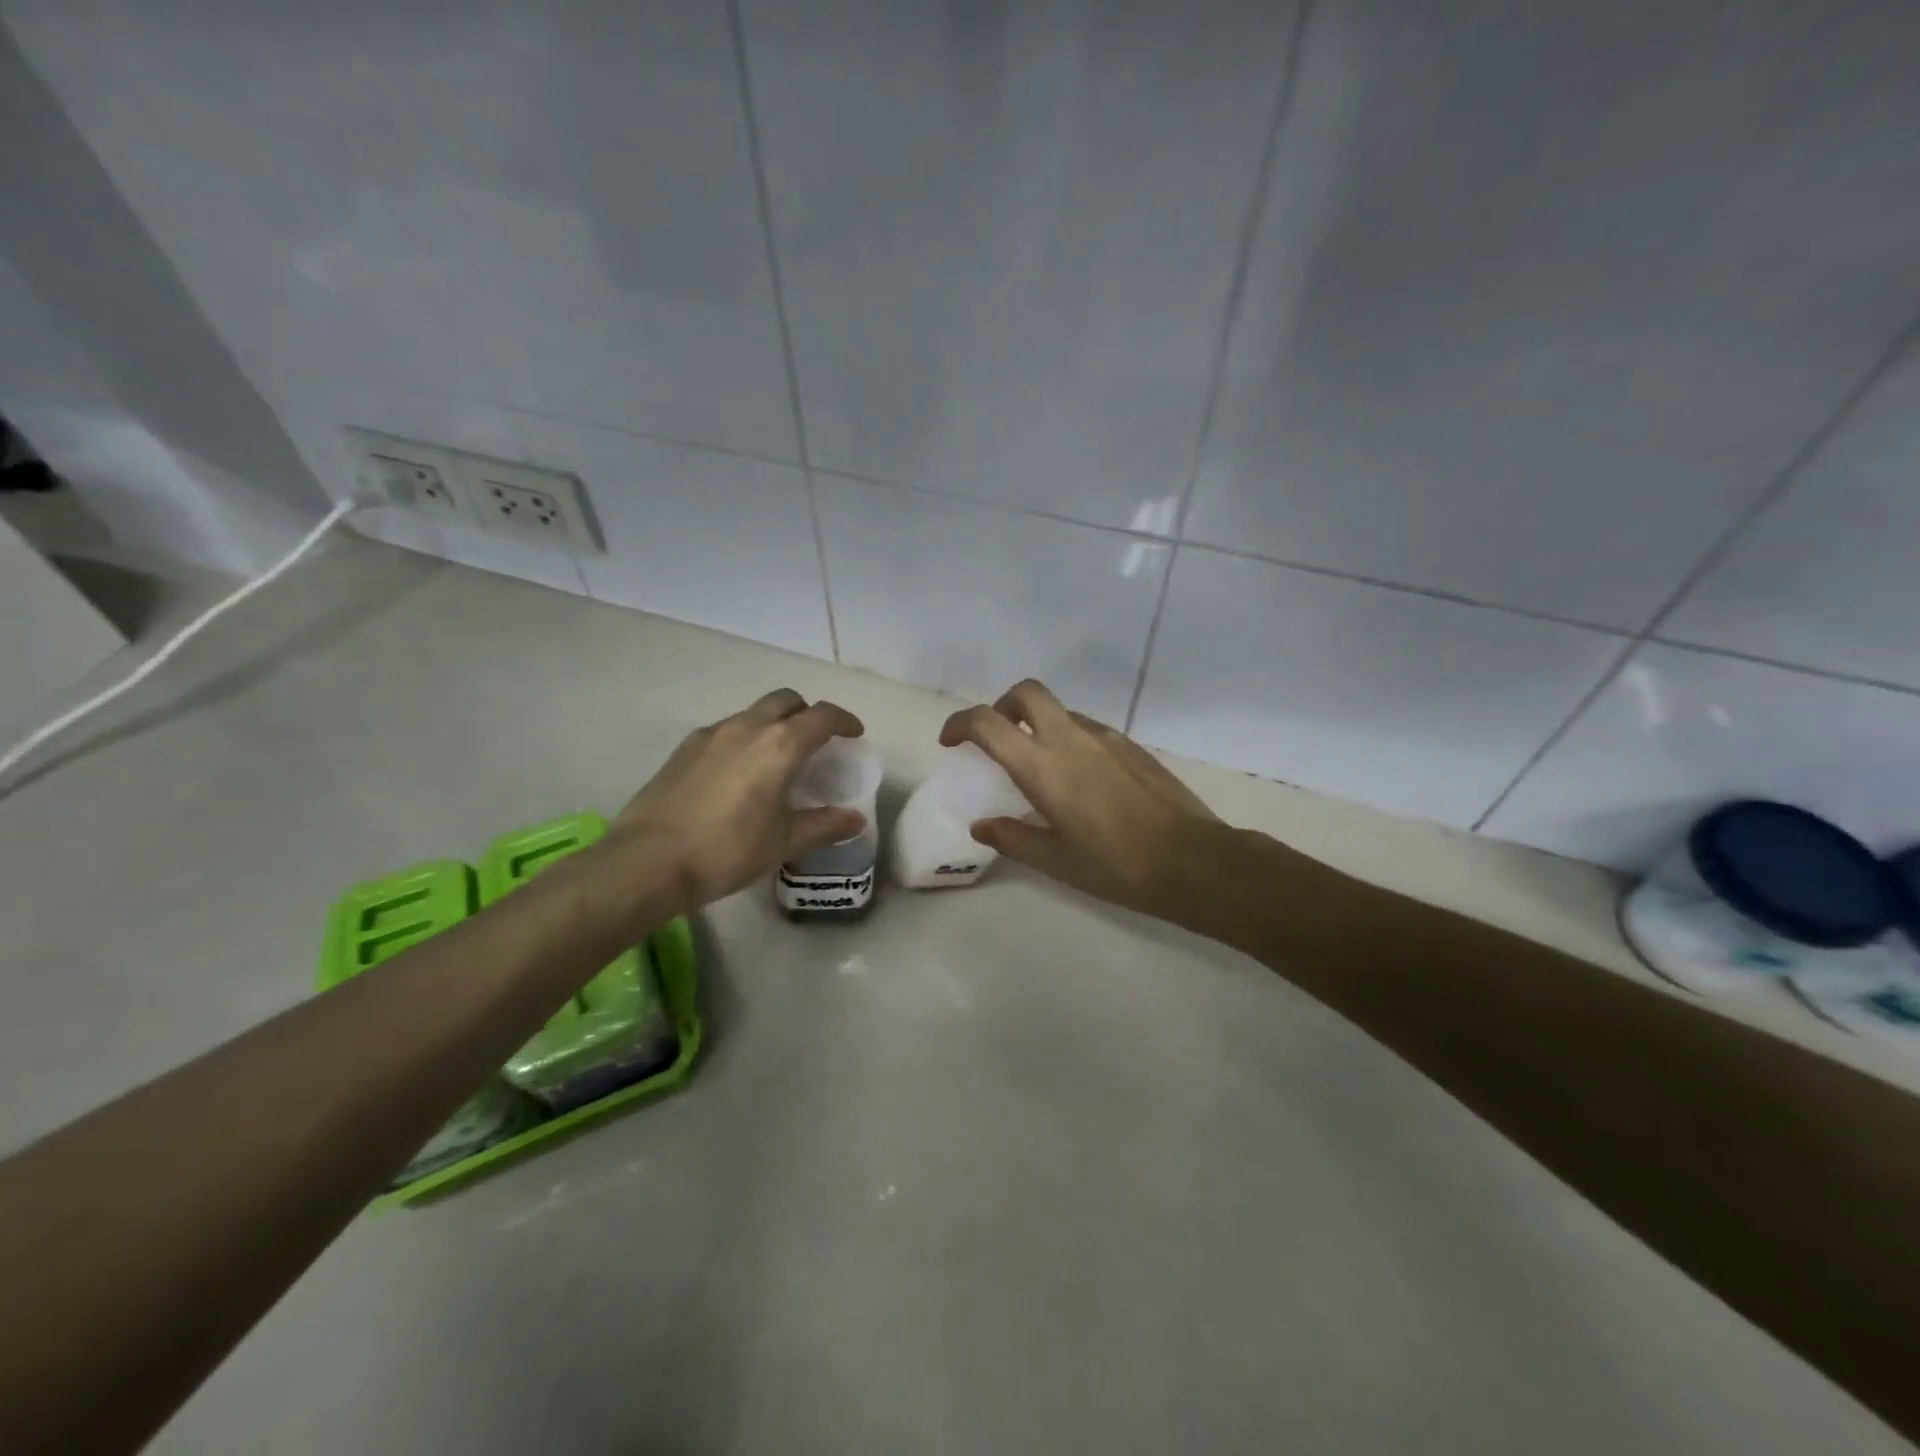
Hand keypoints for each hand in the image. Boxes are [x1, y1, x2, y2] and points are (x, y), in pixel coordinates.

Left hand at [607, 688, 866, 909]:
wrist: (647, 862)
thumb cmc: (727, 850)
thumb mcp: (783, 842)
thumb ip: (824, 825)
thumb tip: (856, 821)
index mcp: (780, 745)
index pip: (823, 716)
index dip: (844, 720)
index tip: (854, 734)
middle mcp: (747, 727)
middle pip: (787, 700)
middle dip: (807, 713)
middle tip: (816, 743)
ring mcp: (711, 734)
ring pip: (753, 713)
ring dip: (774, 724)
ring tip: (777, 759)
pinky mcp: (685, 747)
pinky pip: (726, 729)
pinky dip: (745, 738)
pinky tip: (739, 773)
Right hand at [939, 679, 1225, 923]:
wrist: (1193, 861)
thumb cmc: (1116, 866)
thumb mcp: (1055, 861)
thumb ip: (1012, 838)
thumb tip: (982, 826)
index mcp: (1042, 766)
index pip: (987, 723)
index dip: (959, 724)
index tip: (951, 742)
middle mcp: (1070, 739)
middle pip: (1027, 692)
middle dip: (1002, 705)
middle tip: (997, 739)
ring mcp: (1105, 737)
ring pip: (1060, 710)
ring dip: (1038, 724)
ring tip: (1040, 768)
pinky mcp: (1131, 745)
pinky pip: (1087, 728)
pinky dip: (1068, 739)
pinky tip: (1080, 780)